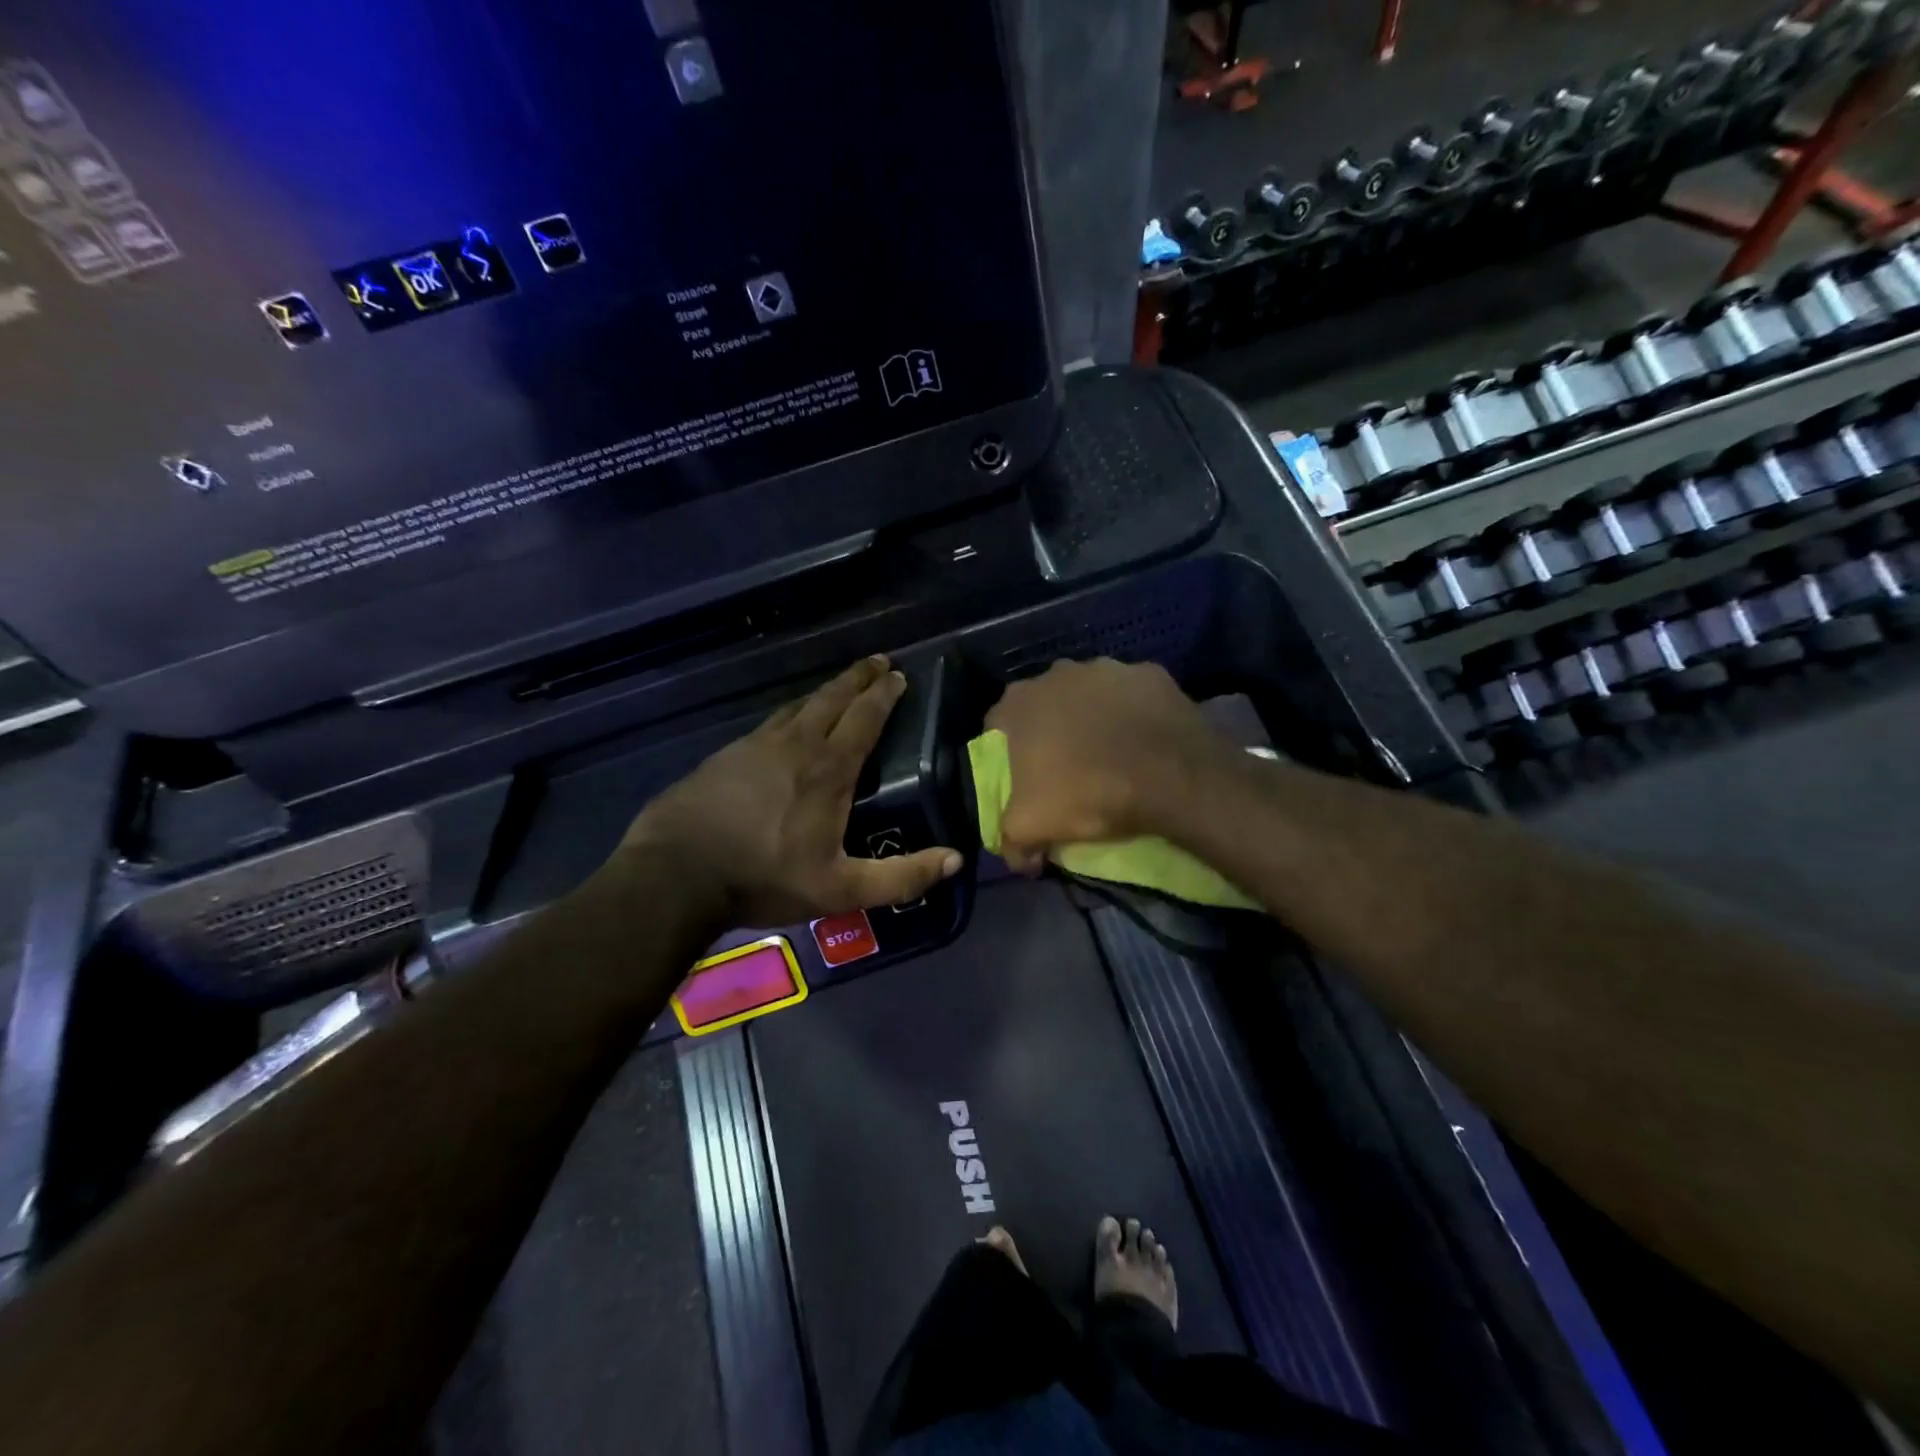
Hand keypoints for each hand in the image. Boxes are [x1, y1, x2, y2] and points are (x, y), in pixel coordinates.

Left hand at [618, 656, 961, 927]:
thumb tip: (954, 859)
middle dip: (859, 677)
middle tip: (879, 661)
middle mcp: (796, 744)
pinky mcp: (727, 754)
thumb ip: (900, 877)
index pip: (864, 718)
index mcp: (828, 769)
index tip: (899, 676)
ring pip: (799, 705)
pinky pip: (770, 722)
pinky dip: (792, 712)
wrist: (676, 873)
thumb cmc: (765, 877)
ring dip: (826, 691)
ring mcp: (756, 745)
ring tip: (841, 686)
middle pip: (833, 698)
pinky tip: (788, 722)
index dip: (884, 695)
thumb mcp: (840, 889)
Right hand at [985, 659, 1224, 873]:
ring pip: (1088, 694)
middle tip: (1064, 765)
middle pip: (1043, 704)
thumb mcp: (1032, 827)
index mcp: (1019, 703)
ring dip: (1091, 717)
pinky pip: (1131, 695)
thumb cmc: (1086, 793)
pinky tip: (1142, 741)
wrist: (1170, 776)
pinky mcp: (1148, 673)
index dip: (1006, 752)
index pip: (997, 725)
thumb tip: (1017, 859)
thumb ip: (1011, 841)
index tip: (1021, 776)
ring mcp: (1105, 667)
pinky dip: (1132, 713)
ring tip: (1108, 752)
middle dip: (1049, 729)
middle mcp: (1056, 674)